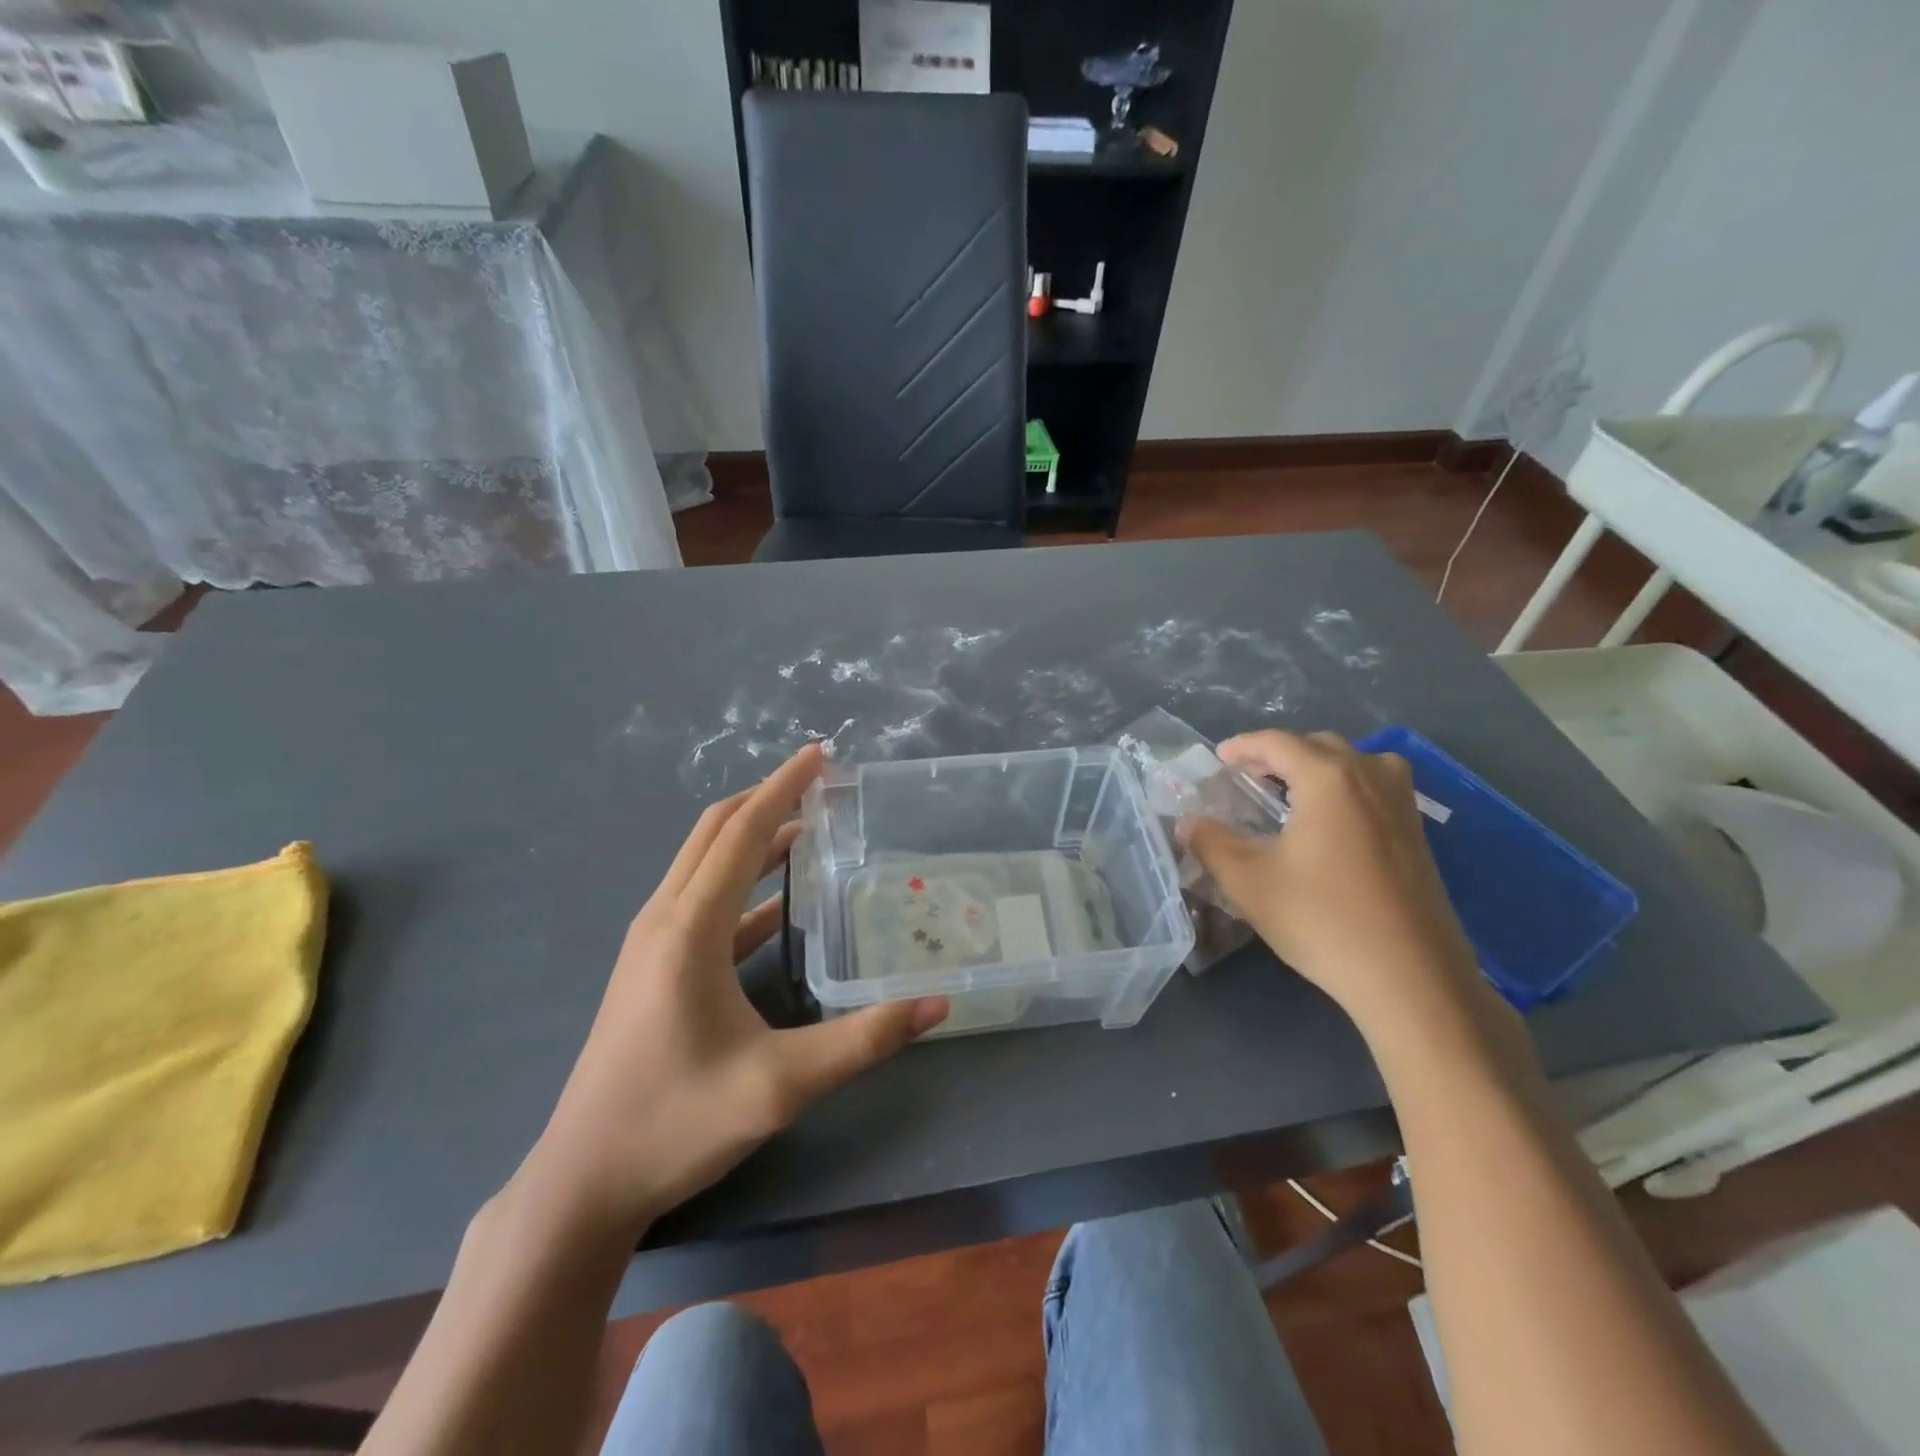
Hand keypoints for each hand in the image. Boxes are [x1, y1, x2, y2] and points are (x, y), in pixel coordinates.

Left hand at [516, 744, 947, 1238]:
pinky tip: (781, 902)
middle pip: (715, 833)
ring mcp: (653, 944)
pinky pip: (704, 904)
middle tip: (821, 783)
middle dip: (766, 799)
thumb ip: (863, 1040)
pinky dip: (743, 885)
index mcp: (689, 928)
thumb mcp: (780, 1084)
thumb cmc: (676, 1123)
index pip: (742, 832)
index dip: (784, 788)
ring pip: (704, 864)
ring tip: (809, 829)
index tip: (821, 754)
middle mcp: (664, 920)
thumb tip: (935, 1004)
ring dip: (753, 838)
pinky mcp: (654, 969)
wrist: (584, 1183)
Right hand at [1181, 730, 1494, 1042]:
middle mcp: (1371, 777)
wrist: (1411, 978)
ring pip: (1354, 763)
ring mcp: (1402, 805)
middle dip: (1279, 755)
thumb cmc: (1322, 920)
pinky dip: (1344, 789)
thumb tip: (1187, 822)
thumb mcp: (1249, 882)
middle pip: (1318, 746)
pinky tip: (1328, 826)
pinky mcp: (1418, 835)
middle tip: (1248, 778)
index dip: (1243, 746)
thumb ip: (1211, 843)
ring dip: (1317, 768)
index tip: (1218, 759)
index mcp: (1329, 779)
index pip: (1278, 743)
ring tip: (1289, 795)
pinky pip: (1375, 788)